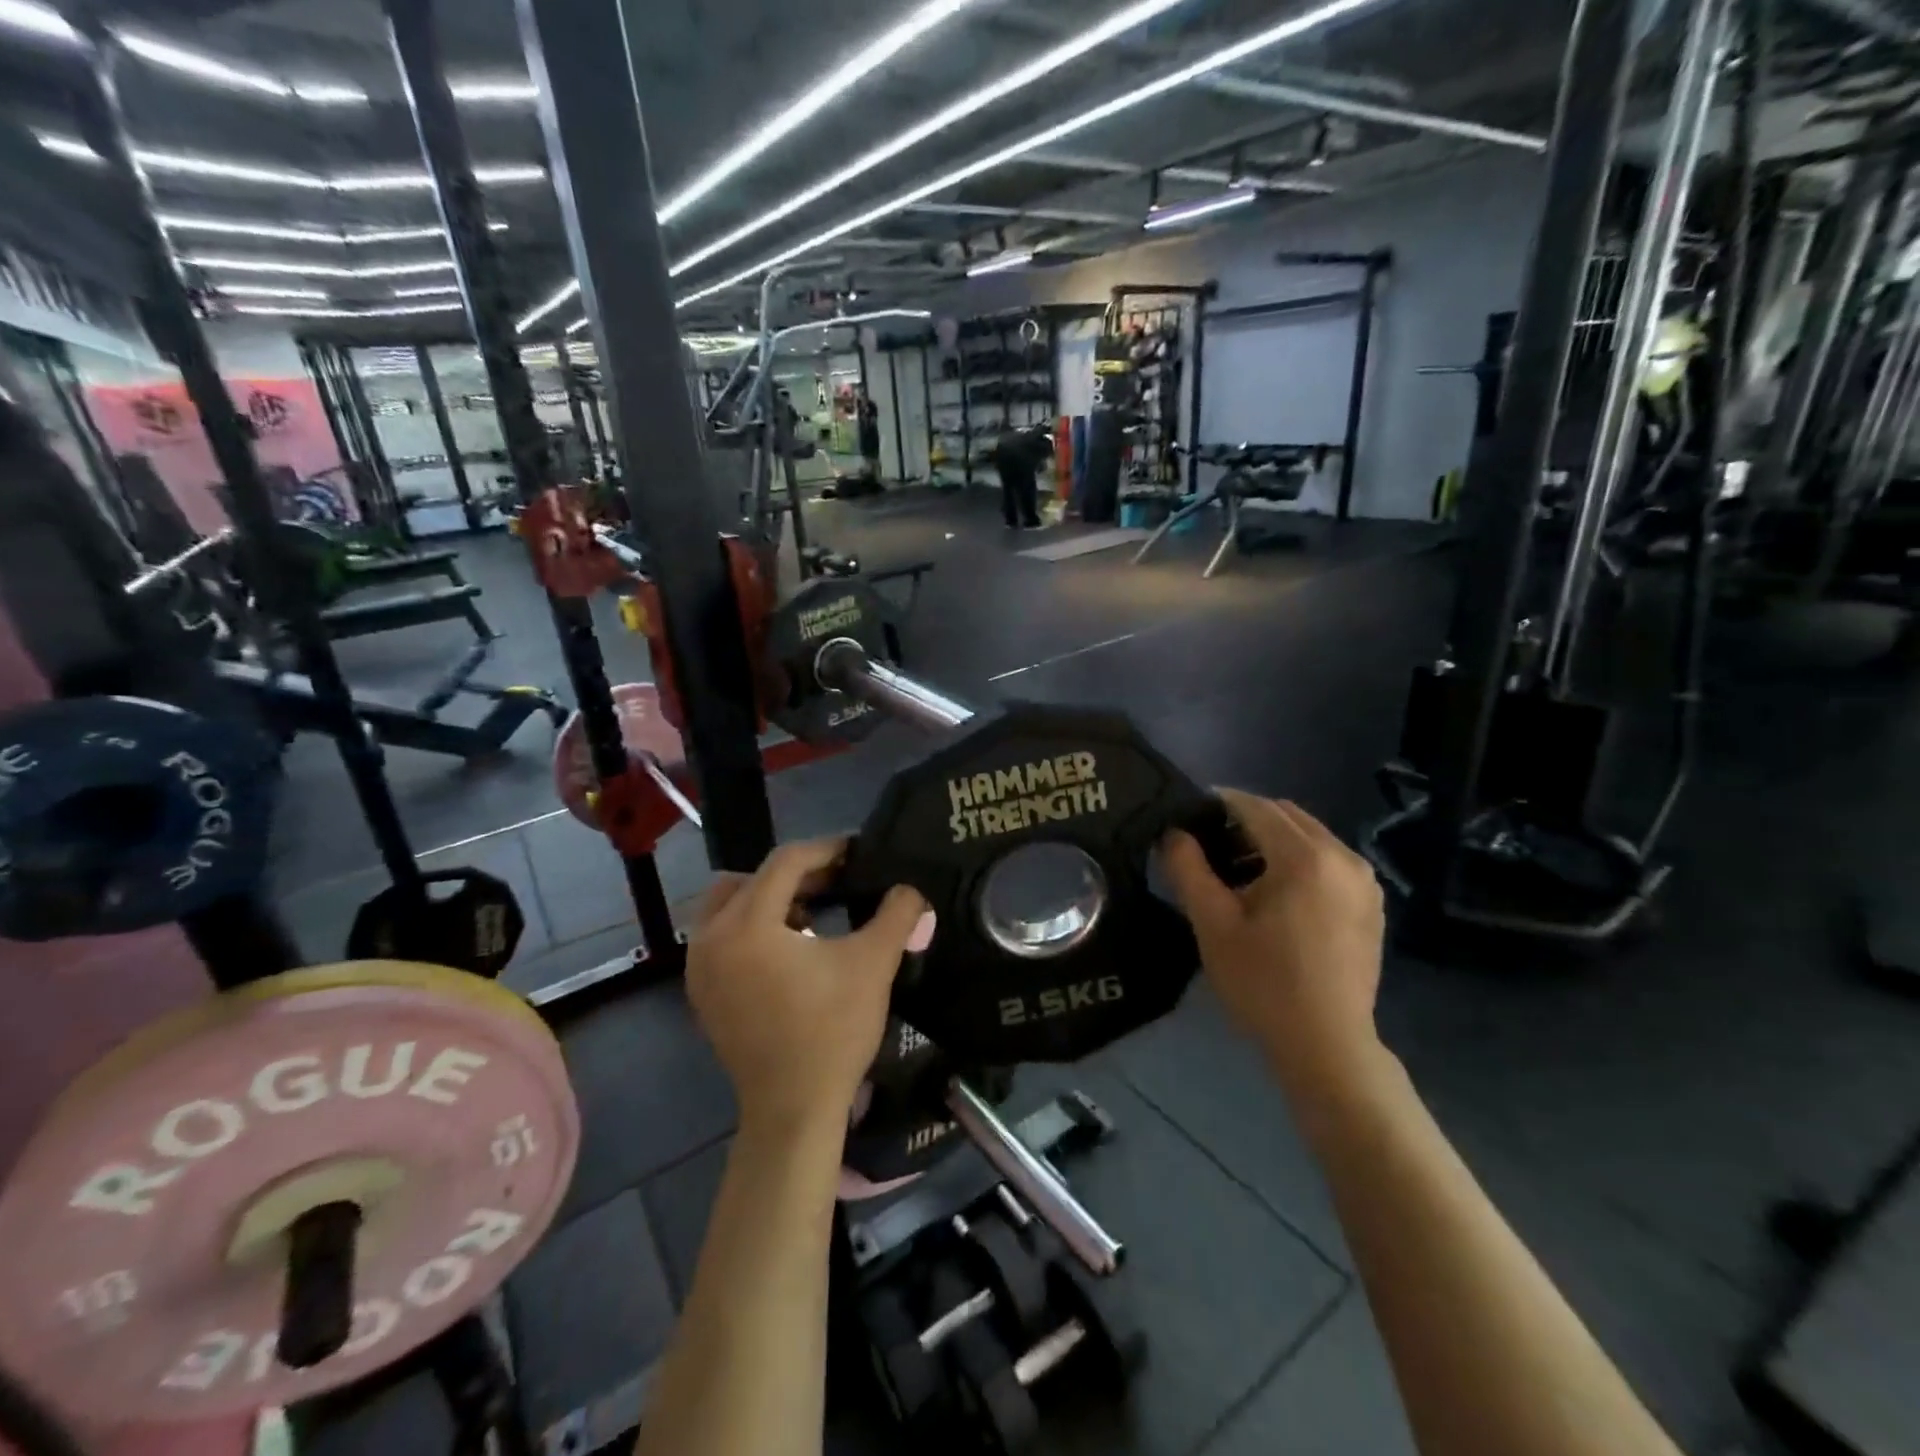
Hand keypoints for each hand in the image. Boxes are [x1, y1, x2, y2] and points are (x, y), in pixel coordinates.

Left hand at [687, 838, 930, 1134]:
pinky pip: (721, 935)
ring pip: (729, 904)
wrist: (793, 1109)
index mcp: (748, 924)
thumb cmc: (832, 1031)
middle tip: (836, 881)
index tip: (858, 853)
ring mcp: (699, 967)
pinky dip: (751, 926)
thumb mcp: (873, 964)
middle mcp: (711, 937)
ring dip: (769, 898)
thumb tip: (911, 888)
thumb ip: (896, 914)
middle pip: (750, 877)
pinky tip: (790, 948)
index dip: (826, 850)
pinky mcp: (701, 992)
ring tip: (812, 914)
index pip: (785, 862)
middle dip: (796, 873)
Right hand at [1162, 791, 1387, 1102]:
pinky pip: (1329, 860)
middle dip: (1246, 818)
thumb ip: (1188, 868)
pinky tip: (1276, 892)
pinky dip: (1299, 859)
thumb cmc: (1263, 983)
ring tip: (1239, 868)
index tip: (1189, 813)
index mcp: (1305, 857)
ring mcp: (1365, 881)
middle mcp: (1343, 856)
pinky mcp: (1372, 903)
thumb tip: (1174, 833)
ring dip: (1273, 839)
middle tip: (1210, 843)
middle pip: (1286, 815)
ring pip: (1310, 836)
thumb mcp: (1212, 923)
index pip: (1255, 807)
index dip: (1219, 803)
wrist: (1326, 1045)